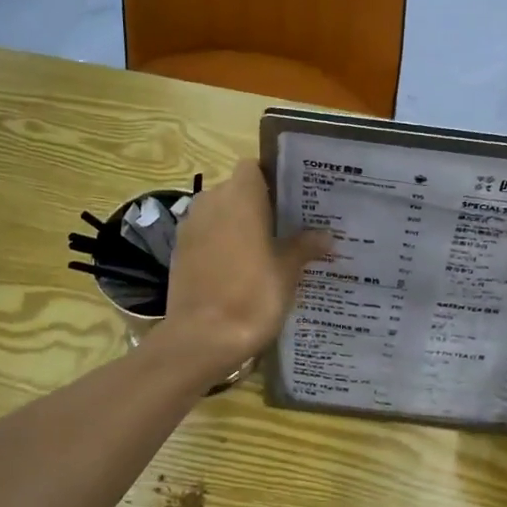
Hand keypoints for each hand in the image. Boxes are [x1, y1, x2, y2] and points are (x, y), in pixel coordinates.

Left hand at [159, 161, 330, 376]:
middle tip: (288, 226)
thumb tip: (326, 236)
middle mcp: (211, 202)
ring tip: (267, 248)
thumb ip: (304, 247)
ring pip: (220, 213)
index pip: (254, 167)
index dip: (272, 178)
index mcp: (240, 198)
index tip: (293, 198)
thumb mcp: (287, 272)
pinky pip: (207, 235)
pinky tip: (241, 268)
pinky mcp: (180, 251)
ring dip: (239, 224)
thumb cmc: (252, 296)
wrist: (202, 338)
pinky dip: (222, 243)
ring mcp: (191, 227)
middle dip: (259, 204)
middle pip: (237, 189)